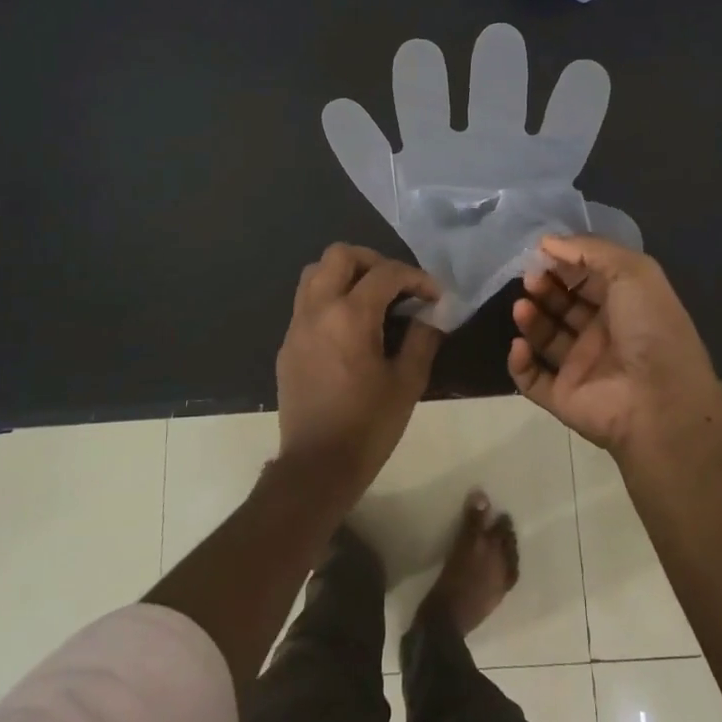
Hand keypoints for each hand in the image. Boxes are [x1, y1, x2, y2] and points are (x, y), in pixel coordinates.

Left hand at [277, 244, 442, 510]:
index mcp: (350, 316)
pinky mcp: (287, 344)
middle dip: (374, 261)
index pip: (386, 273)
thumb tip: (429, 315)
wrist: (316, 466)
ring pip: (315, 272)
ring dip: (345, 274)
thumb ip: (421, 339)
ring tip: (371, 298)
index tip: (433, 296)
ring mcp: (297, 325)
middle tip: (397, 285)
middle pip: (340, 255)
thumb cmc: (368, 426)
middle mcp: (318, 309)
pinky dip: (329, 297)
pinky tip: (349, 325)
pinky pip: (306, 301)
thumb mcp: (407, 383)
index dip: (415, 277)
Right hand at [509, 234, 721, 455]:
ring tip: (522, 307)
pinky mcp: (563, 396)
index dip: (564, 263)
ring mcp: (581, 367)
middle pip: (562, 304)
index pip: (586, 277)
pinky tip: (520, 345)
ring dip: (529, 319)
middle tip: (530, 279)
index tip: (540, 253)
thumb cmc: (651, 328)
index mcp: (624, 304)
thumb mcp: (632, 271)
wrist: (662, 403)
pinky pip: (531, 378)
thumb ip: (590, 250)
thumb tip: (546, 242)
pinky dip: (519, 362)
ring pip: (545, 337)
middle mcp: (602, 333)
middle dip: (543, 287)